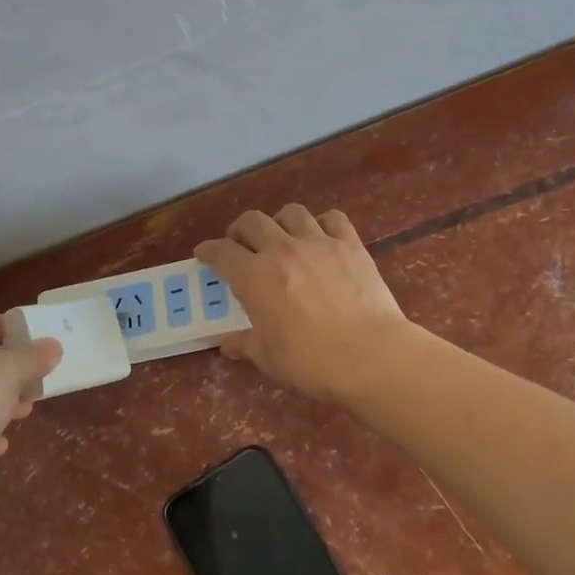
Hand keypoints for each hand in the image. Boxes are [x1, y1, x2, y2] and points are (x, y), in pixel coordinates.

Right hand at [195, 205, 417, 405]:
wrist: (369, 355)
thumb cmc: (311, 362)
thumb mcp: (268, 358)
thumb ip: (246, 344)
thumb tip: (228, 344)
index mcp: (254, 277)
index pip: (221, 252)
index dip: (209, 251)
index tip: (204, 254)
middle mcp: (281, 250)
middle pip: (252, 221)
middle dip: (240, 231)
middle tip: (241, 246)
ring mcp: (318, 243)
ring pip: (291, 212)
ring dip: (279, 222)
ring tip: (282, 237)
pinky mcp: (350, 245)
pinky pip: (332, 218)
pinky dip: (321, 223)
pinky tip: (321, 238)